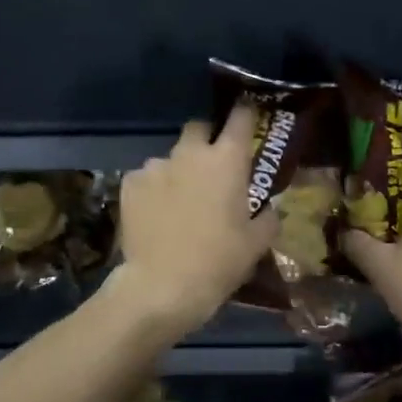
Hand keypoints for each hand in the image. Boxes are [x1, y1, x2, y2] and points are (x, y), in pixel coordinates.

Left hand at [110, 105, 277, 339]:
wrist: (160, 288)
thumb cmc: (217, 263)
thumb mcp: (255, 244)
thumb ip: (268, 218)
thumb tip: (270, 208)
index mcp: (226, 160)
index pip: (240, 117)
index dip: (246, 113)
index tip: (248, 116)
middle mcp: (190, 153)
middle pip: (199, 127)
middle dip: (206, 139)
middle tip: (212, 166)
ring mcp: (156, 165)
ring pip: (171, 156)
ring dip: (178, 170)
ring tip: (179, 201)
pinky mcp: (130, 183)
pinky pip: (147, 177)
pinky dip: (153, 189)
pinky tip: (155, 214)